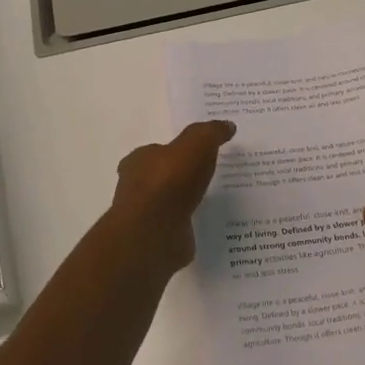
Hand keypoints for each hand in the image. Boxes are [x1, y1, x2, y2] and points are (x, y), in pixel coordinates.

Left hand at [104, 120, 236, 276]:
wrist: (155, 232)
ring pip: (170, 203)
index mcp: (139, 160)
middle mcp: (136, 186)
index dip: (177, 151)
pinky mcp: (157, 239)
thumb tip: (227, 125)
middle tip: (209, 176)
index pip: (157, 151)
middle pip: (162, 177)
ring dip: (187, 202)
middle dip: (182, 177)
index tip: (200, 154)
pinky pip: (178, 227)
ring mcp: (146, 215)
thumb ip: (211, 132)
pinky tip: (209, 224)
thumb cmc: (170, 181)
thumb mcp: (196, 144)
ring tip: (214, 200)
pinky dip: (191, 224)